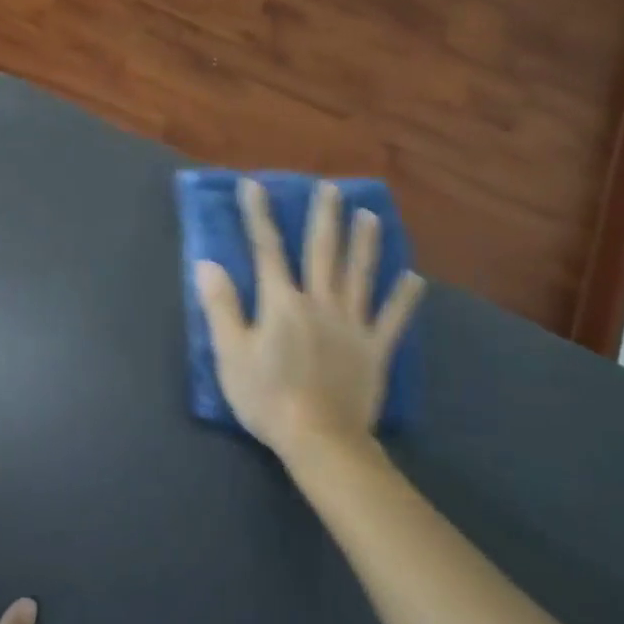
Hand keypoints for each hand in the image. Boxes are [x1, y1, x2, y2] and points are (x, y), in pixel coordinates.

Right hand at [195, 179, 423, 457]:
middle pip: (323, 252)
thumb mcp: (231, 353)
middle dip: (324, 217)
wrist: (319, 438)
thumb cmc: (266, 397)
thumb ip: (221, 306)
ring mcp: (352, 325)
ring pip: (360, 275)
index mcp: (282, 303)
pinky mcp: (375, 349)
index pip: (267, 250)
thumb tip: (207, 264)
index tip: (255, 185)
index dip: (259, 216)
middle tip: (331, 188)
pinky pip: (393, 319)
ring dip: (365, 243)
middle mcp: (320, 303)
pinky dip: (404, 299)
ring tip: (371, 215)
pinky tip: (415, 279)